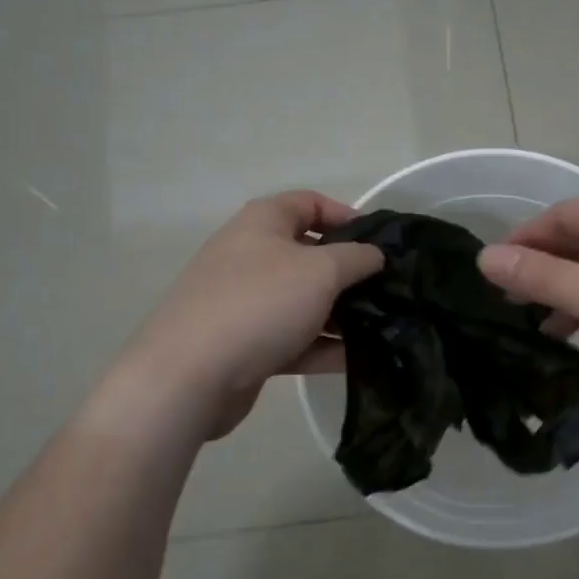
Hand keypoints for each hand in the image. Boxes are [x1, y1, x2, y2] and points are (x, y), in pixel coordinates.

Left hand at [129, 192, 382, 439]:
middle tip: (388, 291)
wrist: (190, 376)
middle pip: (309, 255)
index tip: (381, 244)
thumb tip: (374, 255)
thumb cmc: (260, 304)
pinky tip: (358, 360)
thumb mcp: (321, 271)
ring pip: (303, 301)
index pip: (310, 203)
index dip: (347, 216)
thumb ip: (356, 258)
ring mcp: (246, 302)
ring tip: (383, 328)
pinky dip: (322, 346)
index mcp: (263, 222)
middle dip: (349, 272)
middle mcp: (251, 255)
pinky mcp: (246, 344)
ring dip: (340, 314)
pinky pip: (293, 338)